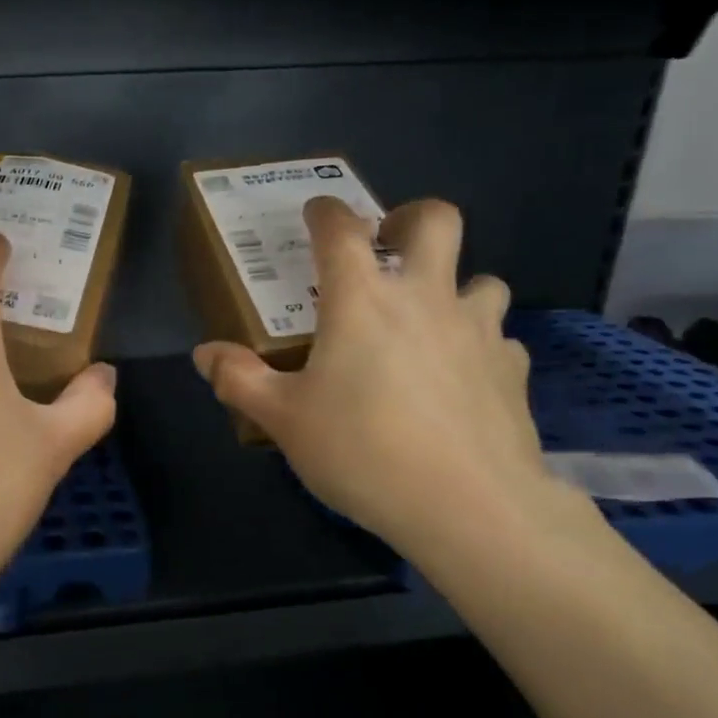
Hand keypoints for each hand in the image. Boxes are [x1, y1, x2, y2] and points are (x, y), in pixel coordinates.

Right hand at [194, 197, 582, 566]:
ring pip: (481, 278)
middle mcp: (425, 297)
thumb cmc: (361, 451)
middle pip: (436, 220)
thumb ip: (239, 379)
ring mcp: (478, 329)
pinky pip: (497, 338)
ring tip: (429, 320)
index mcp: (362, 300)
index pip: (341, 229)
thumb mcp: (283, 420)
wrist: (467, 504)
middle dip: (410, 217)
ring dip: (455, 285)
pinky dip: (477, 344)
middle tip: (389, 244)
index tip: (316, 213)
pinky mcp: (511, 369)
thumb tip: (205, 354)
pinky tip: (460, 378)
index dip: (325, 212)